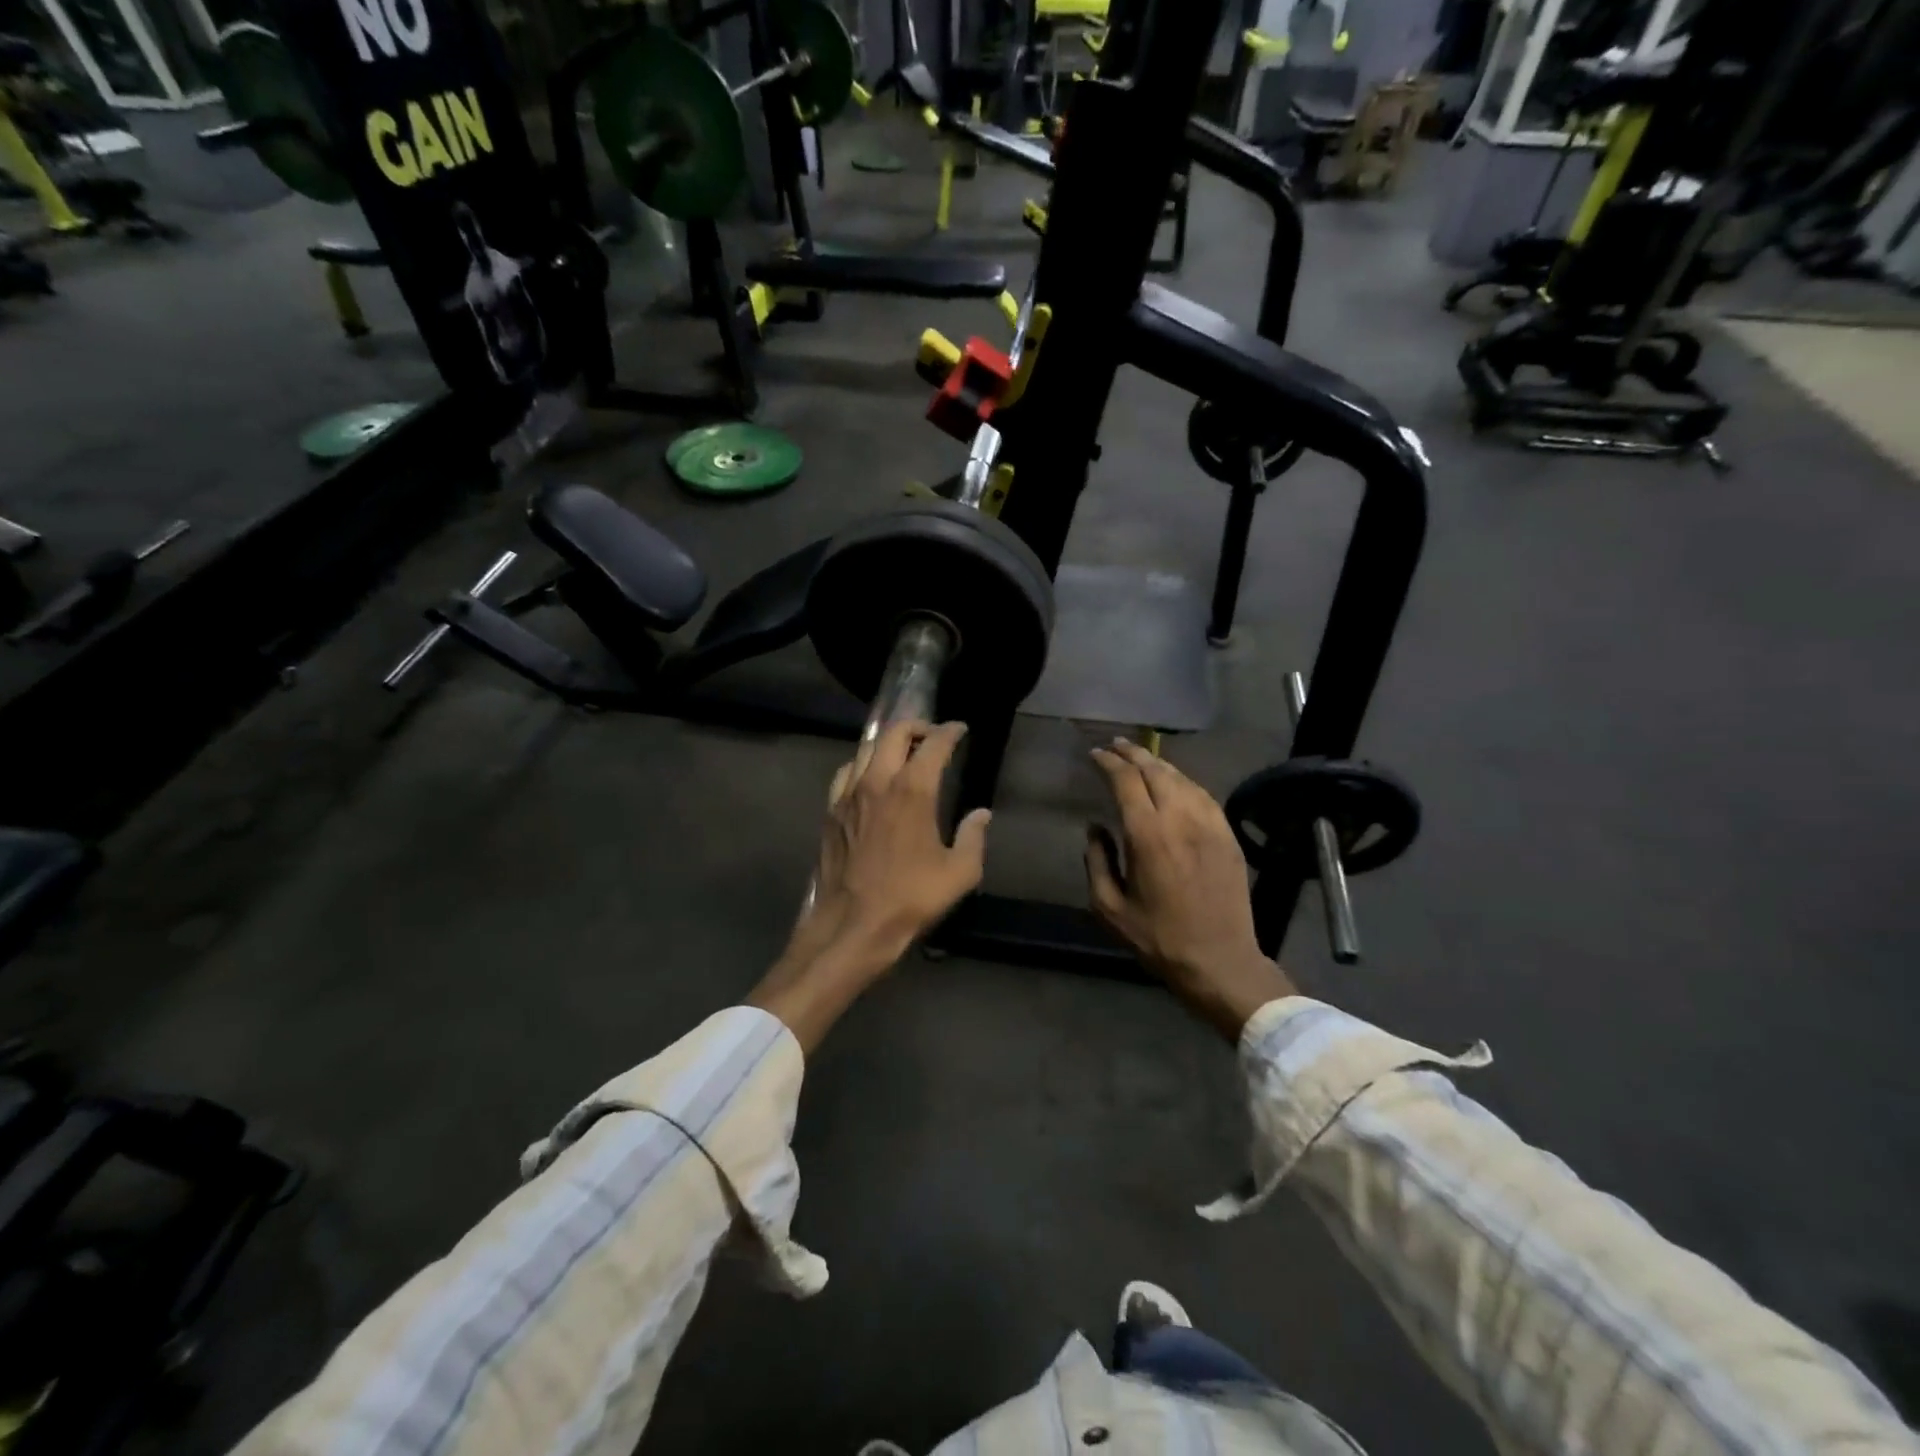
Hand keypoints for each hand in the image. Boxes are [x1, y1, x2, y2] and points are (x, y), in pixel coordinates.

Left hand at [749, 720, 989, 1051]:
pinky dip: (862, 763)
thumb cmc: (910, 898)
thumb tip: (981, 815)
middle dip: (916, 726)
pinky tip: (870, 777)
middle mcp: (878, 782)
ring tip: (903, 752)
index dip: (950, 732)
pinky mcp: (831, 811)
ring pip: (866, 748)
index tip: (960, 730)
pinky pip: (846, 772)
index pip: (933, 744)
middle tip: (932, 735)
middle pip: (894, 733)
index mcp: (912, 791)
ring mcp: (849, 794)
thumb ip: (974, 837)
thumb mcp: (959, 873)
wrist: (852, 925)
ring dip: (888, 742)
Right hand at [1085, 738, 1295, 1038]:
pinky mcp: (1228, 836)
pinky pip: (1204, 795)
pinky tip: (1175, 783)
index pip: (1126, 781)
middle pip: (1155, 770)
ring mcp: (1210, 825)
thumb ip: (1097, 861)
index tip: (1094, 755)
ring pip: (1182, 778)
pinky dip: (1184, 781)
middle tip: (1115, 745)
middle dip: (1132, 753)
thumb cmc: (1158, 938)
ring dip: (1158, 763)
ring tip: (1140, 758)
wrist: (1219, 960)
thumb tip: (1095, 828)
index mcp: (1147, 835)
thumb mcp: (1109, 907)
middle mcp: (1180, 819)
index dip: (1108, 762)